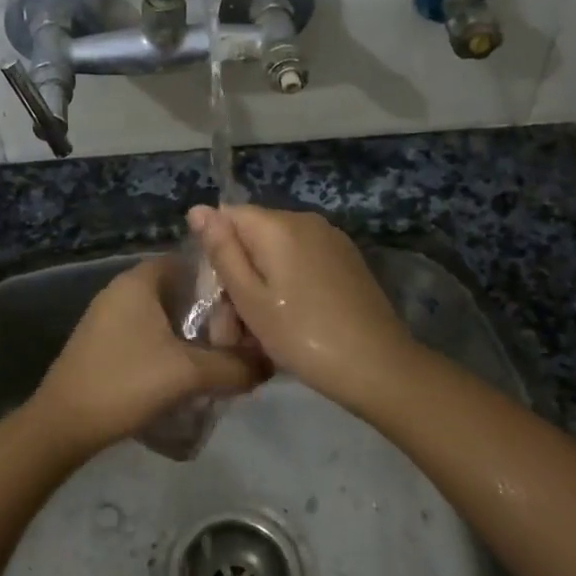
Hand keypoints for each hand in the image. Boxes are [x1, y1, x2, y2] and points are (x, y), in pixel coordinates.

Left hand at [30, 256, 270, 453]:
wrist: (63, 424)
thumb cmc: (125, 382)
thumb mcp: (188, 374)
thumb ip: (234, 366)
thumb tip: (269, 364)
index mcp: (139, 280)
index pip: (191, 262)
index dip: (221, 280)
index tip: (247, 305)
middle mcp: (122, 289)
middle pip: (179, 290)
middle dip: (210, 312)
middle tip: (239, 337)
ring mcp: (108, 316)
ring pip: (163, 315)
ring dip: (190, 333)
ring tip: (220, 357)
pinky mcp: (102, 343)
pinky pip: (147, 334)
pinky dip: (169, 346)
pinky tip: (185, 373)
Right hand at [187, 205, 416, 408]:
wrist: (378, 366)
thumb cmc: (302, 335)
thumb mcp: (250, 298)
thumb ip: (222, 251)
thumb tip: (197, 209)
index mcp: (278, 224)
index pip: (227, 217)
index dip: (215, 254)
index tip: (217, 297)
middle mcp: (305, 220)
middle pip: (253, 236)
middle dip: (238, 276)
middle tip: (234, 330)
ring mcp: (331, 239)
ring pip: (277, 253)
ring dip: (262, 286)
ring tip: (260, 335)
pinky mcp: (347, 260)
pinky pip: (302, 263)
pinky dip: (288, 287)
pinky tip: (290, 322)